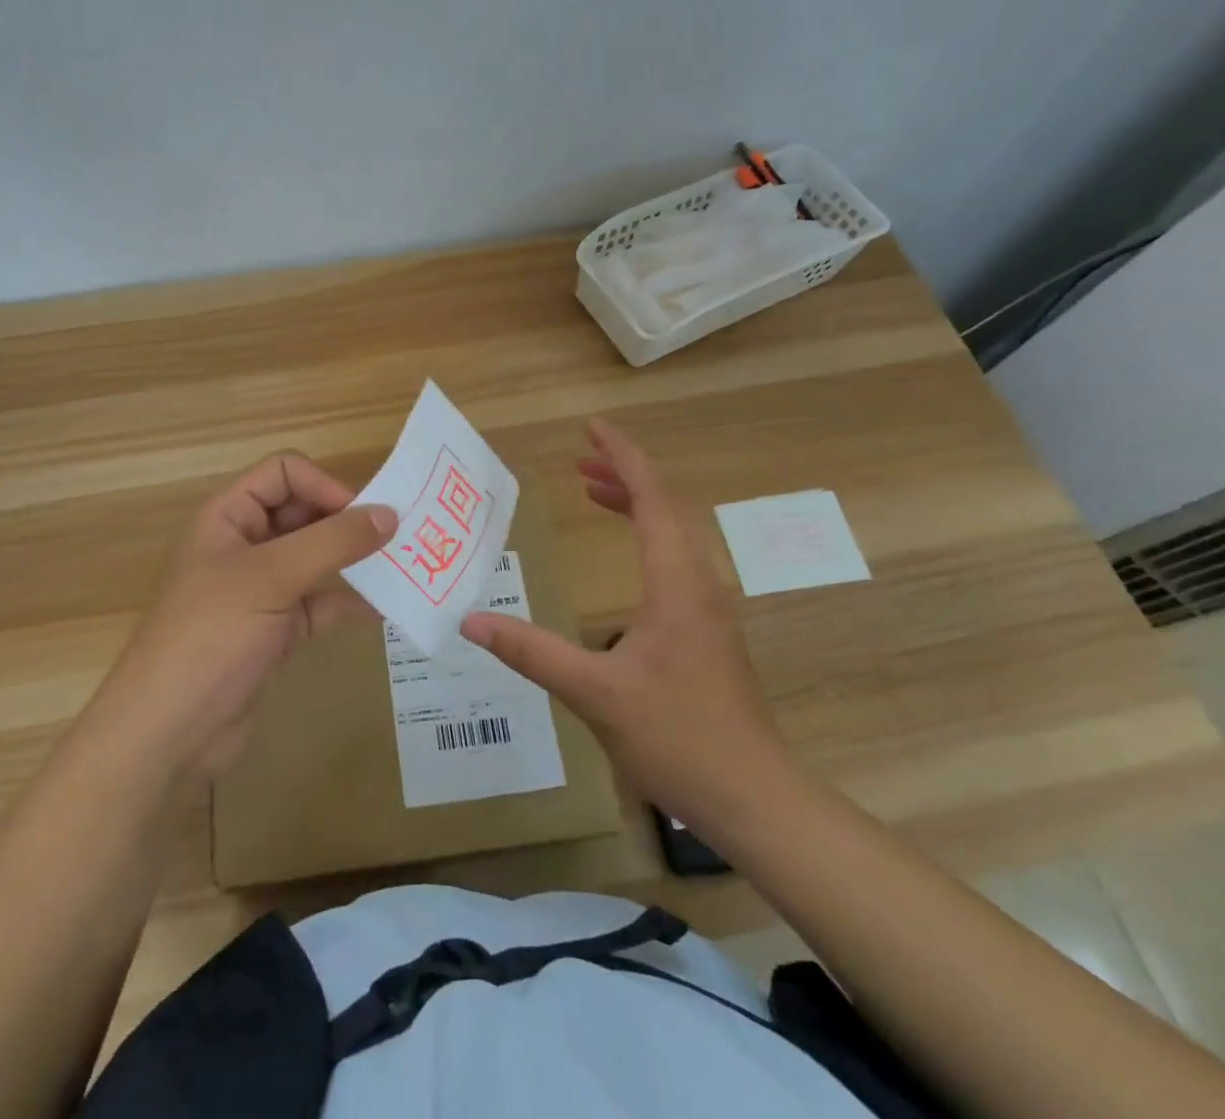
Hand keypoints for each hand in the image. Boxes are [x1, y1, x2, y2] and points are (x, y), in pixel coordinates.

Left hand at [92, 453, 395, 778]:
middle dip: (346, 521)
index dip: (324, 485)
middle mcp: (244, 545)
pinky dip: (347, 602)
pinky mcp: (275, 630)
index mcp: (228, 517)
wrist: (168, 733)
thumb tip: (389, 514)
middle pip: (303, 512)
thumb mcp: (270, 577)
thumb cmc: (211, 636)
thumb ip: (331, 542)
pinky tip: (384, 608)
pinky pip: (319, 603)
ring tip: (402, 566)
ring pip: (315, 559)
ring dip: (353, 561)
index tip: (364, 515)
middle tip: (398, 537)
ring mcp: (260, 589)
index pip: (284, 473)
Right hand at [461, 419, 793, 825]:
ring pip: (673, 533)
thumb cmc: (677, 737)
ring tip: (593, 491)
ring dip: (636, 504)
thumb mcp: (594, 693)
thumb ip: (532, 652)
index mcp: (676, 583)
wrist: (754, 796)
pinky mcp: (707, 629)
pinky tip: (626, 556)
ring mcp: (708, 607)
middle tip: (579, 461)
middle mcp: (698, 582)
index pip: (653, 497)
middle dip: (624, 474)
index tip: (592, 428)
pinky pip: (675, 559)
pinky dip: (645, 536)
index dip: (623, 457)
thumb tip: (471, 621)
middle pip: (666, 506)